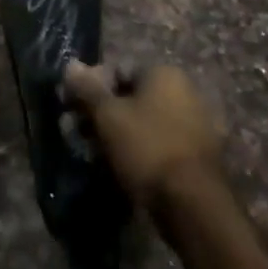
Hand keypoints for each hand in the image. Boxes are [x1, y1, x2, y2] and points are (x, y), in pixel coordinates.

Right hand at [62, 60, 223, 209]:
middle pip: (131, 97)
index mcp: (165, 73)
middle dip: (102, 114)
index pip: (117, 71)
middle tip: (79, 135)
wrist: (194, 204)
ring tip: (95, 156)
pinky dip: (138, 150)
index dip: (90, 89)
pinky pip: (158, 143)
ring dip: (117, 134)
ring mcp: (194, 123)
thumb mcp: (108, 116)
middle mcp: (184, 91)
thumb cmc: (147, 148)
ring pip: (143, 122)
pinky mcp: (196, 154)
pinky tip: (121, 168)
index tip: (73, 110)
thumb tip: (71, 65)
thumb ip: (87, 89)